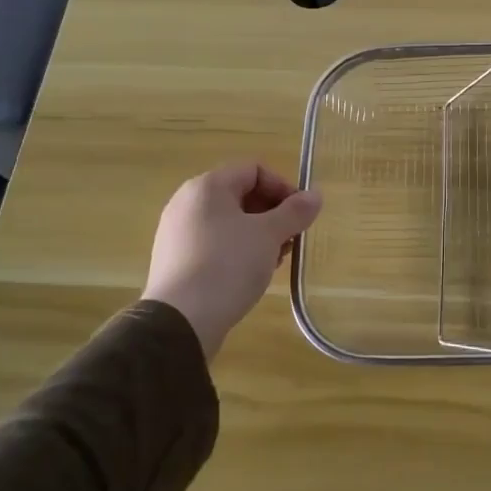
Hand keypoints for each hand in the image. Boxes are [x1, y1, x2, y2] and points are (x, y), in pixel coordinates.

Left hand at [142, 163, 321, 357]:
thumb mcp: (269, 235)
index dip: (283, 187)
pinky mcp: (175, 260)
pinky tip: (250, 274)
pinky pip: (214, 243)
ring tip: (274, 259)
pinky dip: (237, 250)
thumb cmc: (228, 265)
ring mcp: (177, 232)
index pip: (254, 170)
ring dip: (258, 234)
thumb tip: (315, 195)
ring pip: (229, 222)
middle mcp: (187, 202)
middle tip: (290, 239)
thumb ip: (295, 211)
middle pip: (241, 195)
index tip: (300, 215)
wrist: (181, 320)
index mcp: (207, 186)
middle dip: (273, 213)